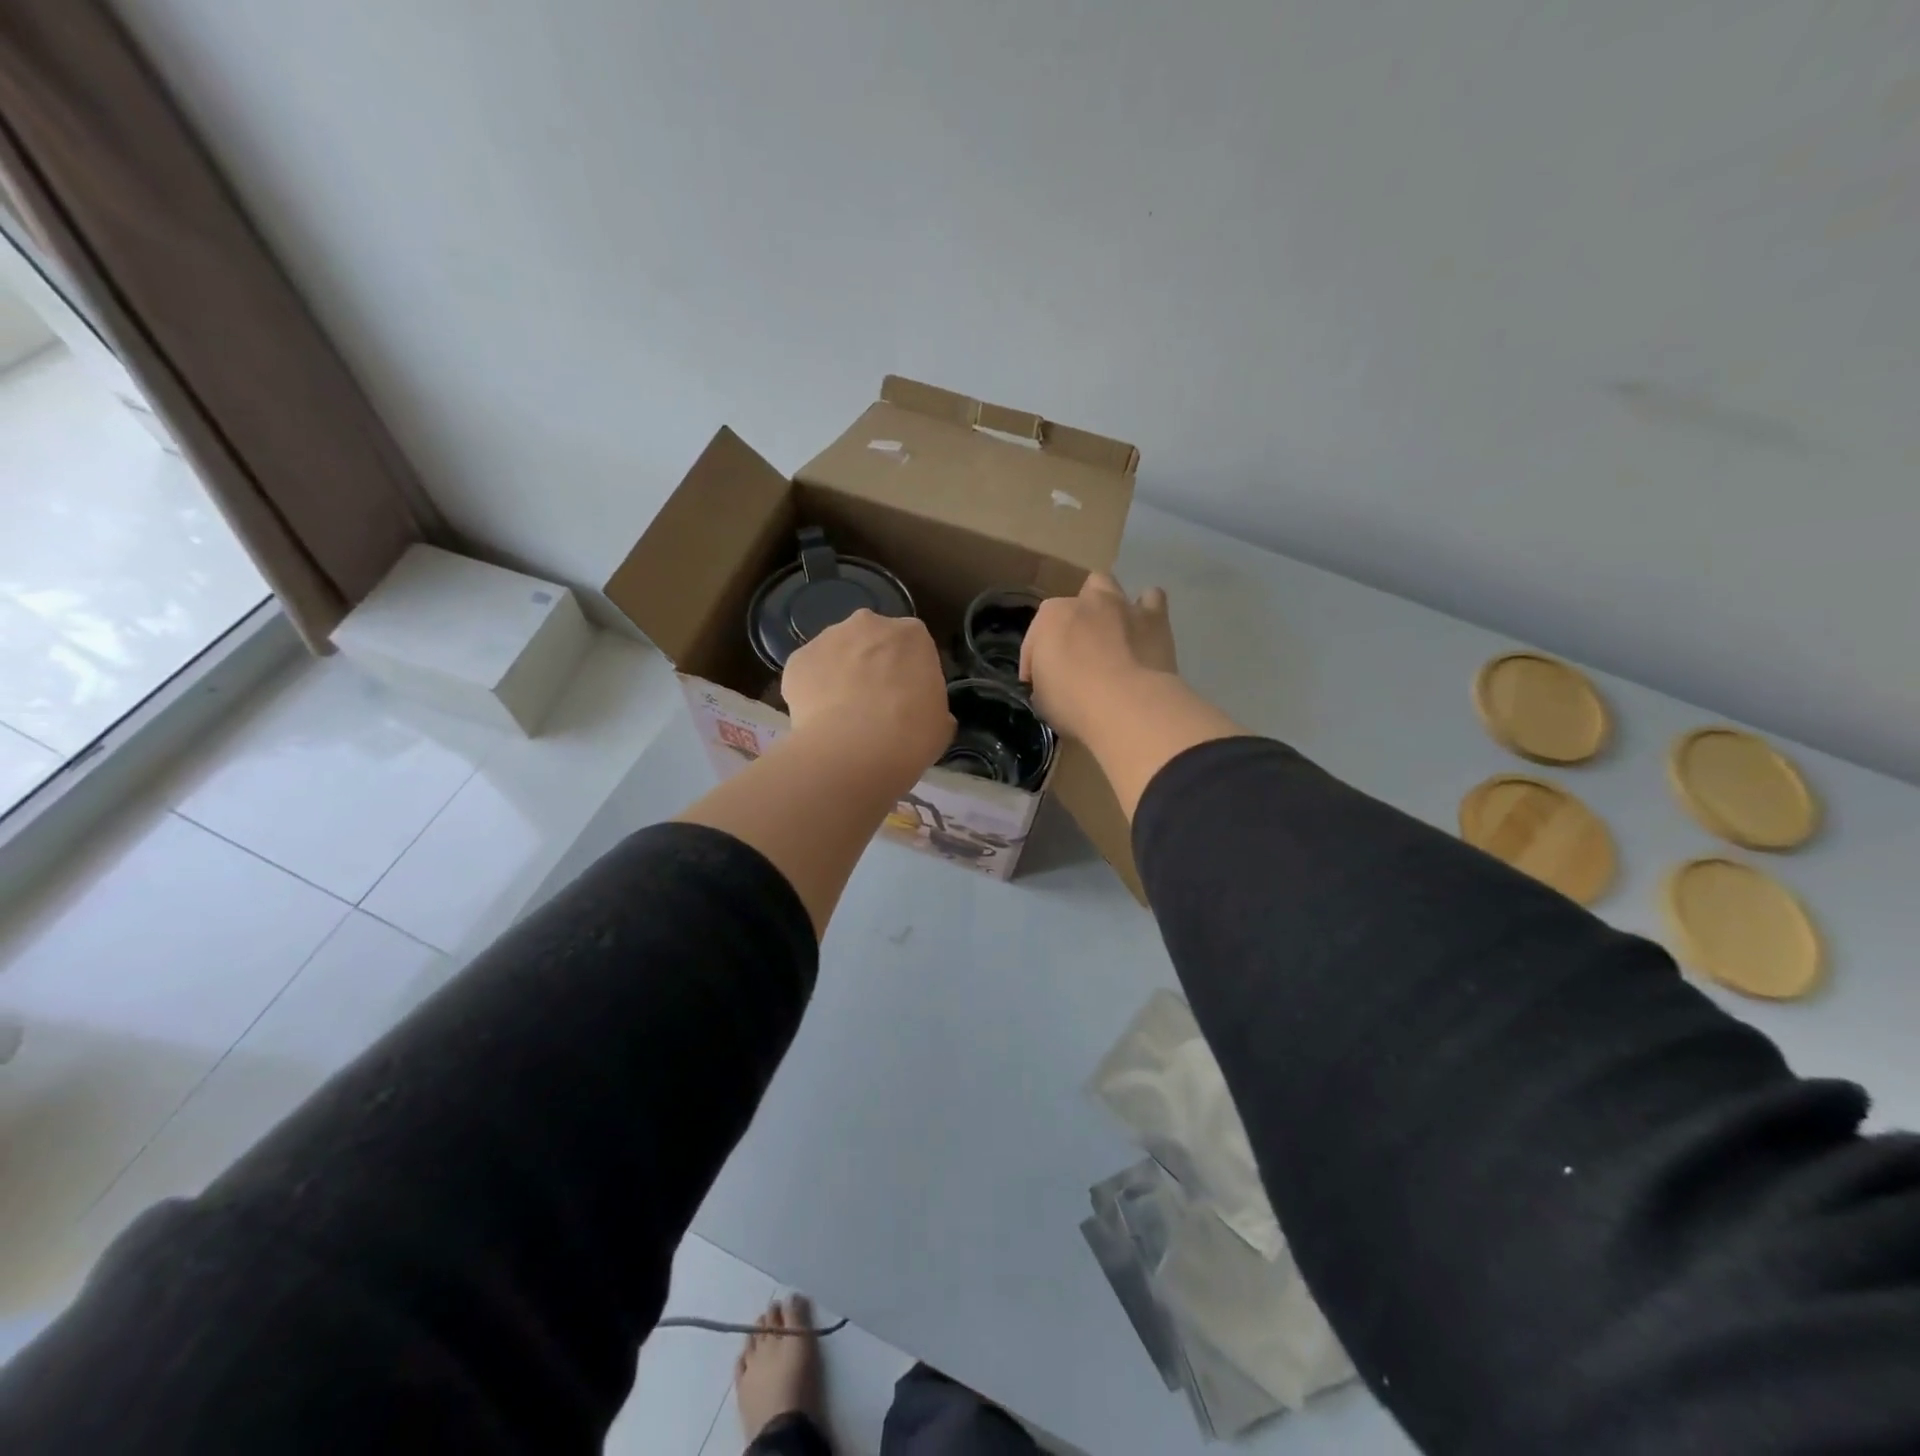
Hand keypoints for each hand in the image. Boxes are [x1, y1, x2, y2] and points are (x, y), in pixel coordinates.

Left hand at [781, 610, 953, 784]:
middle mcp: (870, 623)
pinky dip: (811, 690)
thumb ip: (931, 706)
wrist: (854, 750)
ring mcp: (828, 638)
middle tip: (873, 702)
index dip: (909, 672)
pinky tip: (818, 719)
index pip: (913, 646)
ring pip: (836, 652)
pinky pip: (808, 673)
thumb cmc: (910, 735)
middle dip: (872, 664)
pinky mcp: (797, 659)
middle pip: (871, 640)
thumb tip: (924, 712)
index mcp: (912, 634)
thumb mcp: (940, 723)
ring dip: (839, 673)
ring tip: (841, 715)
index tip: (906, 697)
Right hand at [1020, 573, 1177, 741]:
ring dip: (1106, 606)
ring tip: (1109, 631)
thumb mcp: (1043, 700)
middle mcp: (1085, 602)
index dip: (1035, 662)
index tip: (1040, 684)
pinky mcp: (1155, 619)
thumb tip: (1053, 683)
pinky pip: (1152, 600)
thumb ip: (1045, 682)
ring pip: (1108, 587)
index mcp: (1050, 619)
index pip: (1036, 638)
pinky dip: (1146, 611)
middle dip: (1075, 620)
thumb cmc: (1075, 703)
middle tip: (1079, 649)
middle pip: (1074, 602)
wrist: (1129, 707)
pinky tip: (1144, 630)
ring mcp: (1121, 606)